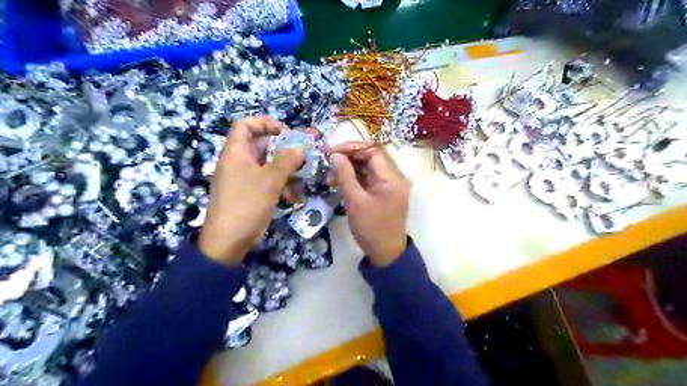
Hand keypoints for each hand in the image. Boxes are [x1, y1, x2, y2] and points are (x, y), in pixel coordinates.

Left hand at [200, 115, 303, 264]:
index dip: (263, 123)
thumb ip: (286, 161)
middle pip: (256, 143)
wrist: (228, 240)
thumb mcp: (269, 181)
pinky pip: (263, 178)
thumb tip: (300, 147)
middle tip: (299, 151)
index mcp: (235, 153)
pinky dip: (277, 178)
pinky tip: (292, 187)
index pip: (244, 125)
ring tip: (300, 169)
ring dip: (281, 163)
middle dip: (279, 145)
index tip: (284, 131)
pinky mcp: (247, 192)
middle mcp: (236, 162)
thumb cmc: (247, 204)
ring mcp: (241, 178)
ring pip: (263, 162)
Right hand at [331, 143, 409, 267]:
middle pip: (372, 157)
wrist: (386, 253)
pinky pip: (370, 178)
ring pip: (369, 167)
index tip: (332, 151)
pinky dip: (355, 178)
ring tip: (330, 175)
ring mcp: (391, 185)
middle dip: (350, 157)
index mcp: (392, 177)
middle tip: (329, 161)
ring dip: (351, 168)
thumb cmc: (371, 228)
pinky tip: (339, 182)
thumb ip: (345, 175)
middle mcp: (395, 177)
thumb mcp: (355, 201)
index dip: (352, 148)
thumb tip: (335, 155)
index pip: (373, 150)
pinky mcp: (385, 192)